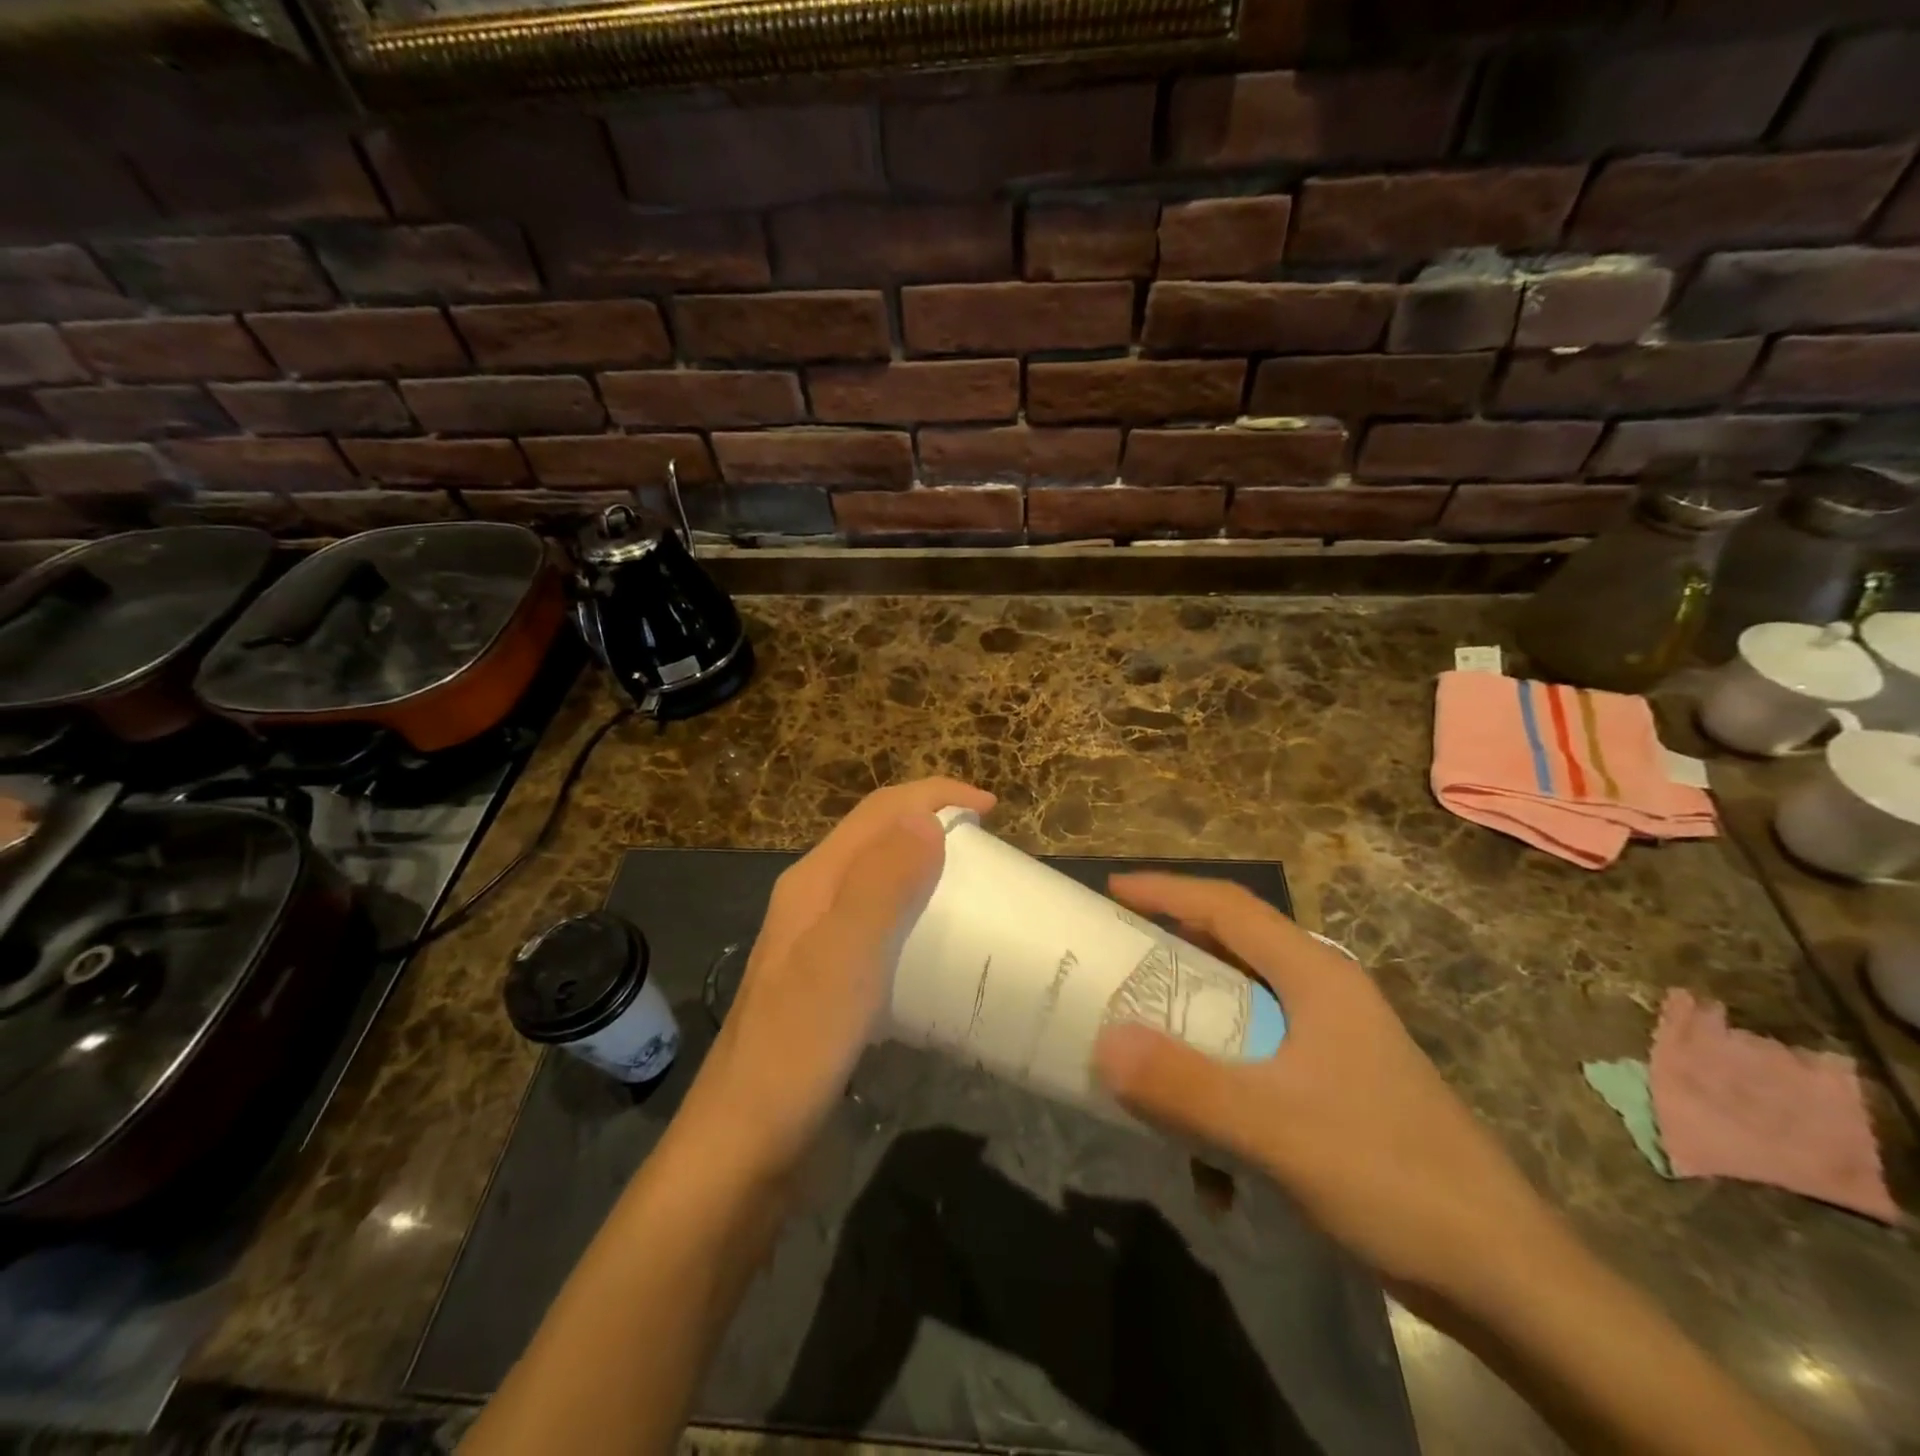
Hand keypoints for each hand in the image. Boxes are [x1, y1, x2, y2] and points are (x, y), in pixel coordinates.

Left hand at [684, 777, 995, 1174]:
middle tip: (992, 856)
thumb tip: (926, 817)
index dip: (934, 796)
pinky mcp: (833, 986)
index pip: (879, 812)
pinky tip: (945, 954)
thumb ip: (881, 884)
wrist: (746, 1148)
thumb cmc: (797, 1047)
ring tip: (978, 895)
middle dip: (935, 828)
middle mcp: (815, 903)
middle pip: (881, 842)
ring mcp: (821, 946)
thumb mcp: (842, 958)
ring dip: (930, 873)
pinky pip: (886, 932)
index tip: (993, 810)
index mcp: (814, 882)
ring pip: (884, 886)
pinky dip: (921, 921)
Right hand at [1091, 873, 1553, 1304]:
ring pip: (1241, 1016)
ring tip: (1144, 1061)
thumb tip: (1103, 1043)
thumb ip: (1185, 1087)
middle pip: (1231, 953)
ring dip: (1192, 1039)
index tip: (1111, 890)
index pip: (1229, 906)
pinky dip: (1223, 1099)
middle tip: (1114, 966)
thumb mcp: (1275, 1130)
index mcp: (1316, 976)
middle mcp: (1323, 996)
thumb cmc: (1391, 1176)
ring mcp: (1332, 1045)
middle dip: (1169, 958)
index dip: (1166, 890)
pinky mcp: (1335, 1091)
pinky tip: (1212, 1171)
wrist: (1506, 1280)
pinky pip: (1257, 1070)